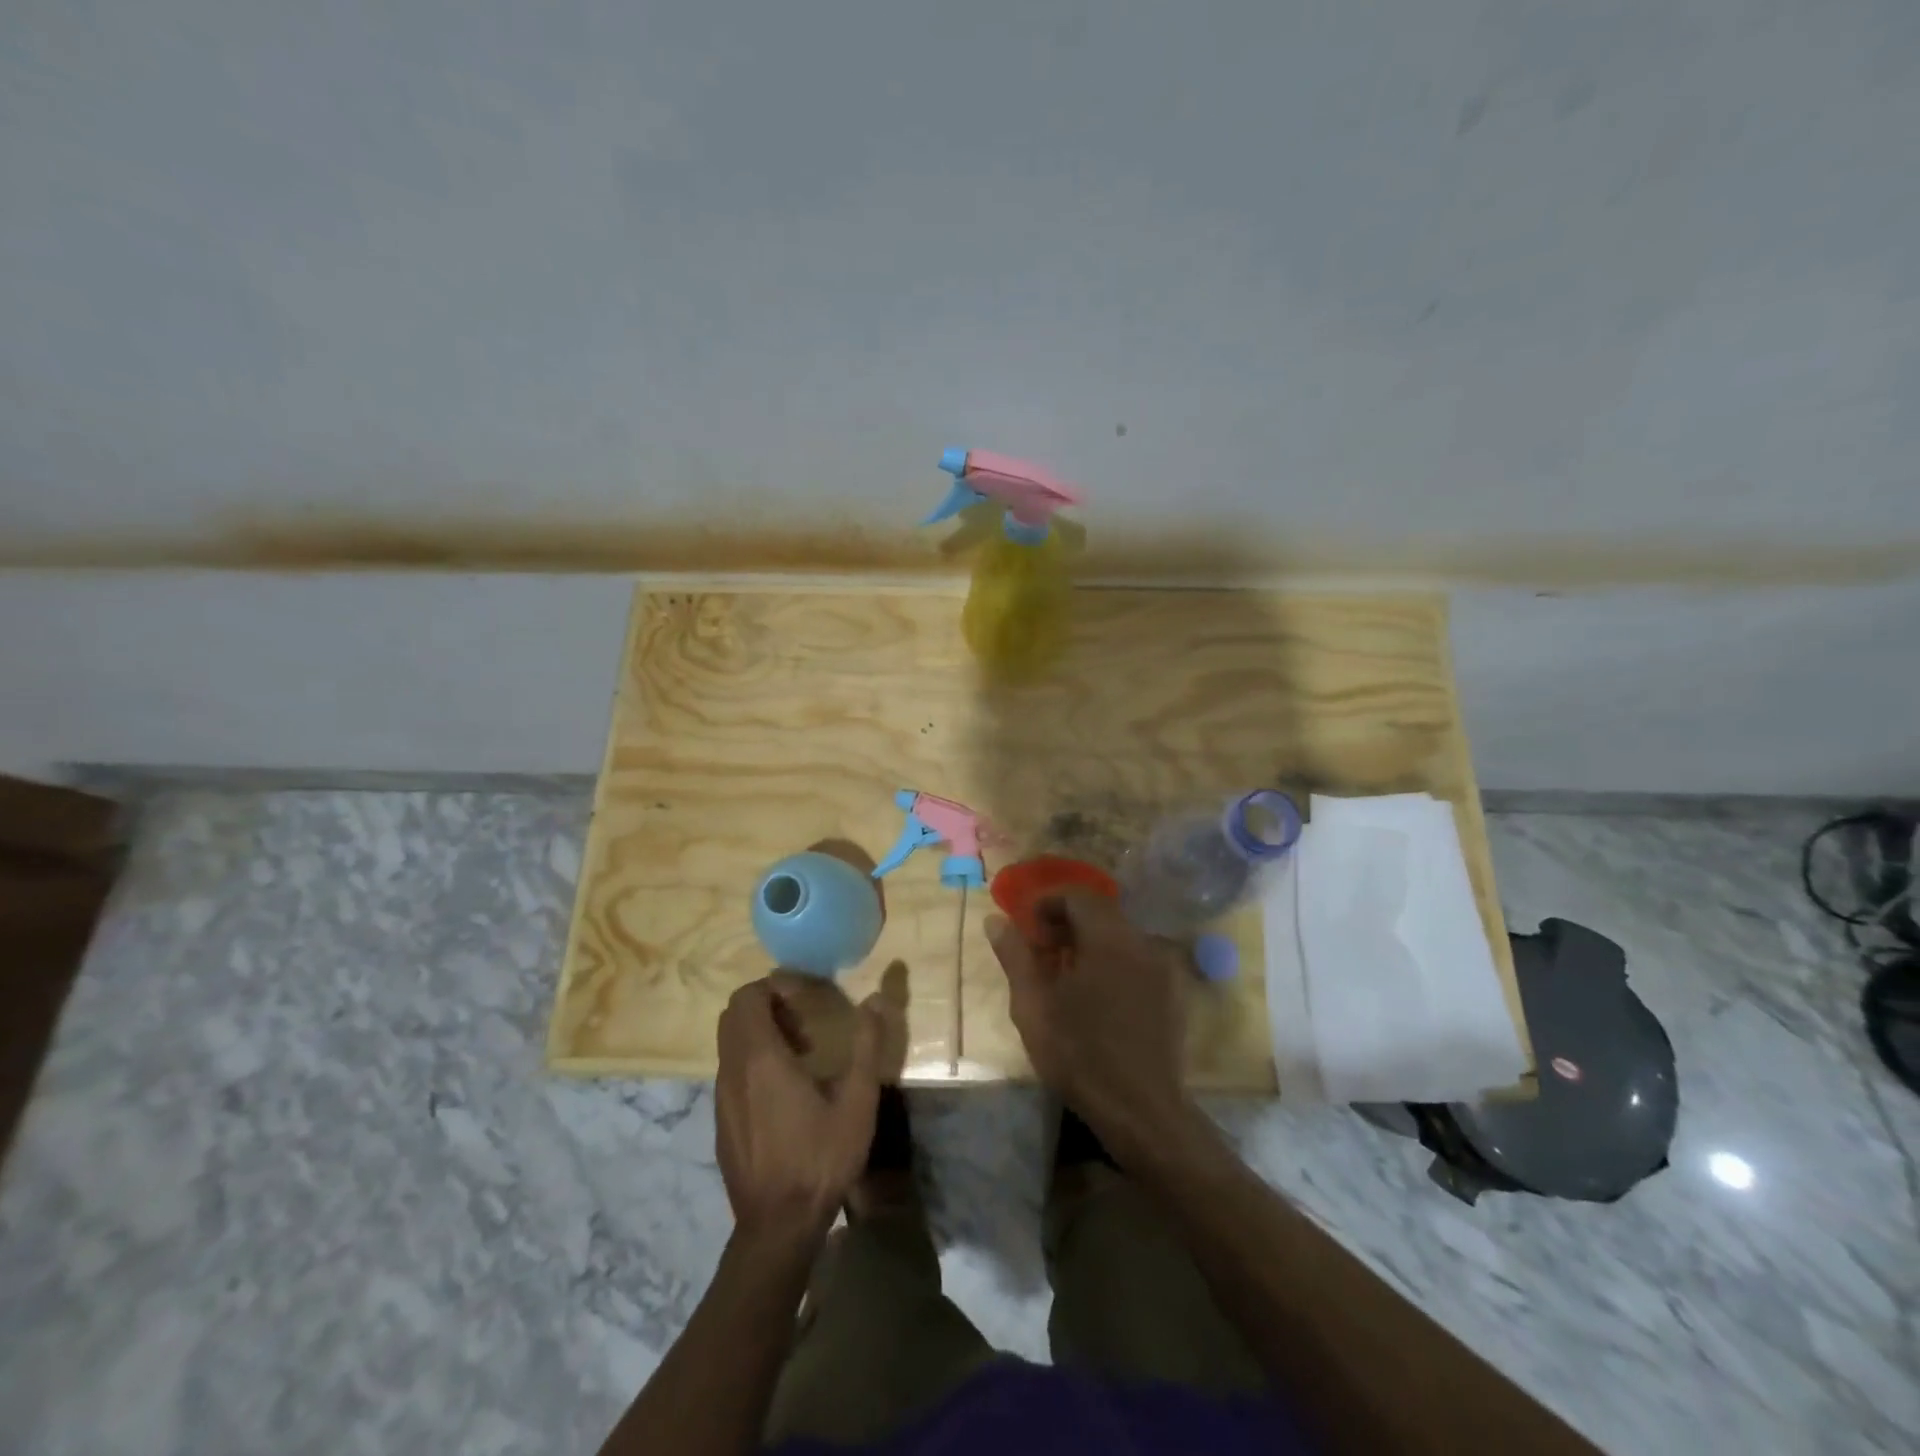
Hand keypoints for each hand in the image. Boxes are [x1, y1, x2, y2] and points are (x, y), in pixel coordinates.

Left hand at [714, 978, 882, 1246]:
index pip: (746, 998)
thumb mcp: (857, 1101)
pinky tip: (784, 1093)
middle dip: (765, 1006)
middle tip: (803, 1022)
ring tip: (800, 1055)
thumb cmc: (820, 1159)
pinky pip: (730, 1073)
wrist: (777, 1227)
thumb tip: (875, 999)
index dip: (773, 987)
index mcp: (761, 1059)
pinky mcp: (720, 1122)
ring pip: (729, 1044)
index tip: (804, 998)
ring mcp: (721, 1099)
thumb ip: (866, 1045)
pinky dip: (751, 1063)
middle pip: (732, 1015)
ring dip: (759, 1035)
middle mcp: (732, 1072)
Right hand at [986, 891, 1192, 1154]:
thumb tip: (995, 920)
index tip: (1028, 930)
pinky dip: (1115, 964)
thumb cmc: (1080, 1054)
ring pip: (1121, 937)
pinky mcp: (1175, 993)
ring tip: (1068, 979)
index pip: (1077, 896)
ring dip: (1092, 945)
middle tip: (1043, 954)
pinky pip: (1139, 961)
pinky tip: (1100, 999)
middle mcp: (1143, 941)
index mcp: (1110, 937)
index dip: (1048, 904)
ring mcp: (1165, 967)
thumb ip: (1015, 956)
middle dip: (1068, 924)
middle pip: (1102, 914)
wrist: (1141, 1110)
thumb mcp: (1033, 1005)